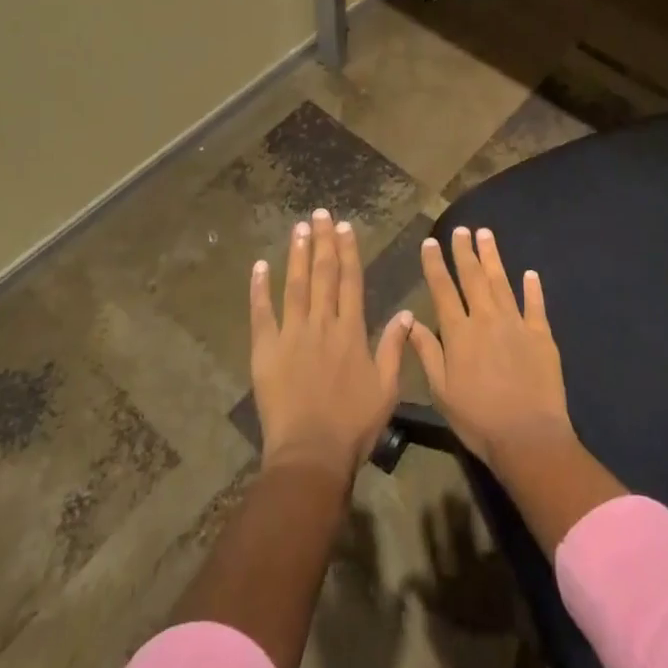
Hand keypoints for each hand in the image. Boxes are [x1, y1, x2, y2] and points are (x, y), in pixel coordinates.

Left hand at [250, 208, 412, 484]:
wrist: (311, 453)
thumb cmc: (353, 425)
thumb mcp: (387, 388)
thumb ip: (395, 348)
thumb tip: (407, 313)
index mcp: (351, 331)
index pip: (350, 281)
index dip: (348, 252)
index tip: (346, 228)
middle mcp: (322, 323)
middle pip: (323, 275)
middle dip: (323, 242)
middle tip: (321, 214)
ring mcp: (291, 334)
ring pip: (295, 285)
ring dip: (297, 254)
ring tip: (299, 228)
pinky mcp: (266, 349)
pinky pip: (262, 313)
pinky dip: (259, 289)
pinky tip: (260, 266)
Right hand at [408, 227, 574, 473]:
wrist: (528, 437)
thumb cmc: (478, 419)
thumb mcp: (441, 391)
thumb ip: (427, 352)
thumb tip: (410, 320)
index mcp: (459, 332)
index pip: (442, 289)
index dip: (435, 264)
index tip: (430, 242)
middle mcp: (486, 319)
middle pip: (473, 277)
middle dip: (464, 251)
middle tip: (460, 229)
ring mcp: (516, 323)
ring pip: (502, 282)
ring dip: (492, 257)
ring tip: (485, 234)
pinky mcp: (541, 335)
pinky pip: (535, 305)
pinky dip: (532, 288)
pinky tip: (530, 273)